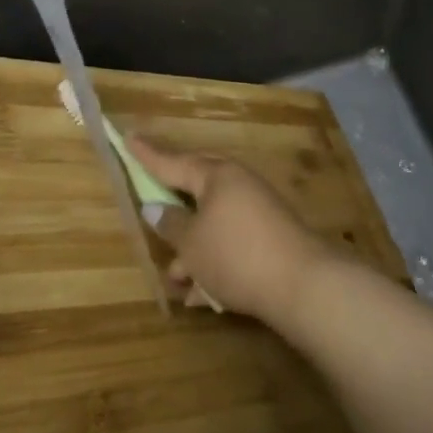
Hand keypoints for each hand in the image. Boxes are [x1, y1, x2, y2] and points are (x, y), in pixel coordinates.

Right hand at [128, 137, 341, 327]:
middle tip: (152, 200)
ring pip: (213, 223)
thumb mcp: (192, 243)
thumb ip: (170, 224)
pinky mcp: (270, 238)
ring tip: (175, 277)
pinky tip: (202, 294)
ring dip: (192, 249)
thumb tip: (156, 208)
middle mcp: (238, 185)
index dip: (148, 155)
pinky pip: (232, 243)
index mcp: (217, 175)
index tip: (129, 138)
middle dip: (173, 205)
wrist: (303, 285)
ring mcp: (258, 211)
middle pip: (196, 188)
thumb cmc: (236, 255)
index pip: (173, 162)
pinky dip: (214, 262)